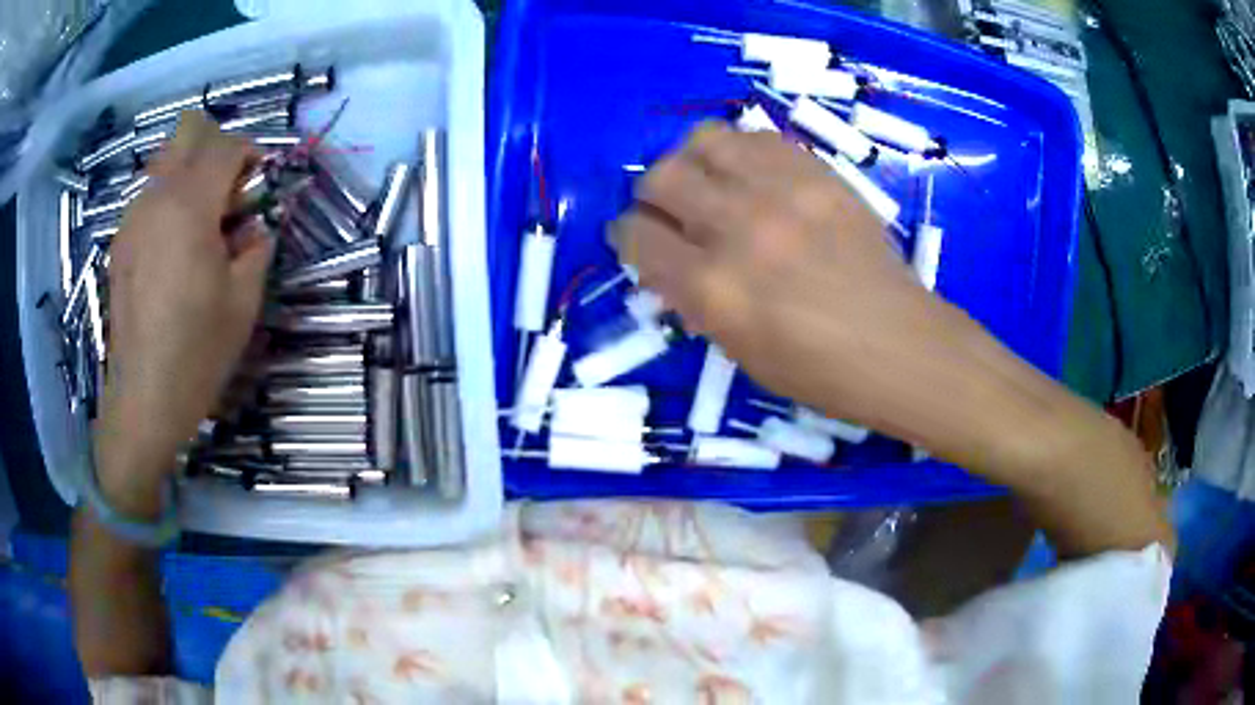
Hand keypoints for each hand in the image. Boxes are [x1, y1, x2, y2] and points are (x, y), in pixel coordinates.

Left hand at [94, 112, 273, 510]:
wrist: (143, 400)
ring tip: (200, 224)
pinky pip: (148, 196)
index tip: (260, 183)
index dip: (250, 153)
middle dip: (215, 146)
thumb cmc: (197, 353)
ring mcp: (132, 219)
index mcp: (190, 207)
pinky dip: (168, 202)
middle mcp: (156, 199)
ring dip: (189, 174)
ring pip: (165, 161)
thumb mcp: (244, 301)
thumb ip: (256, 246)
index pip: (226, 145)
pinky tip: (173, 249)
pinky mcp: (120, 243)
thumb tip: (256, 224)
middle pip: (187, 131)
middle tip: (228, 190)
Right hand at [616, 122, 985, 447]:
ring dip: (695, 162)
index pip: (636, 236)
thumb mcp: (738, 351)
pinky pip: (757, 138)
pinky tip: (755, 178)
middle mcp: (738, 228)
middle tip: (674, 213)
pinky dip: (742, 153)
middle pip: (660, 177)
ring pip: (704, 140)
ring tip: (713, 184)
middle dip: (654, 196)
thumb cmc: (819, 372)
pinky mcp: (818, 173)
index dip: (628, 236)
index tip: (640, 240)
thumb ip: (694, 299)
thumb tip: (668, 262)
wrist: (900, 346)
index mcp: (712, 289)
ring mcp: (782, 192)